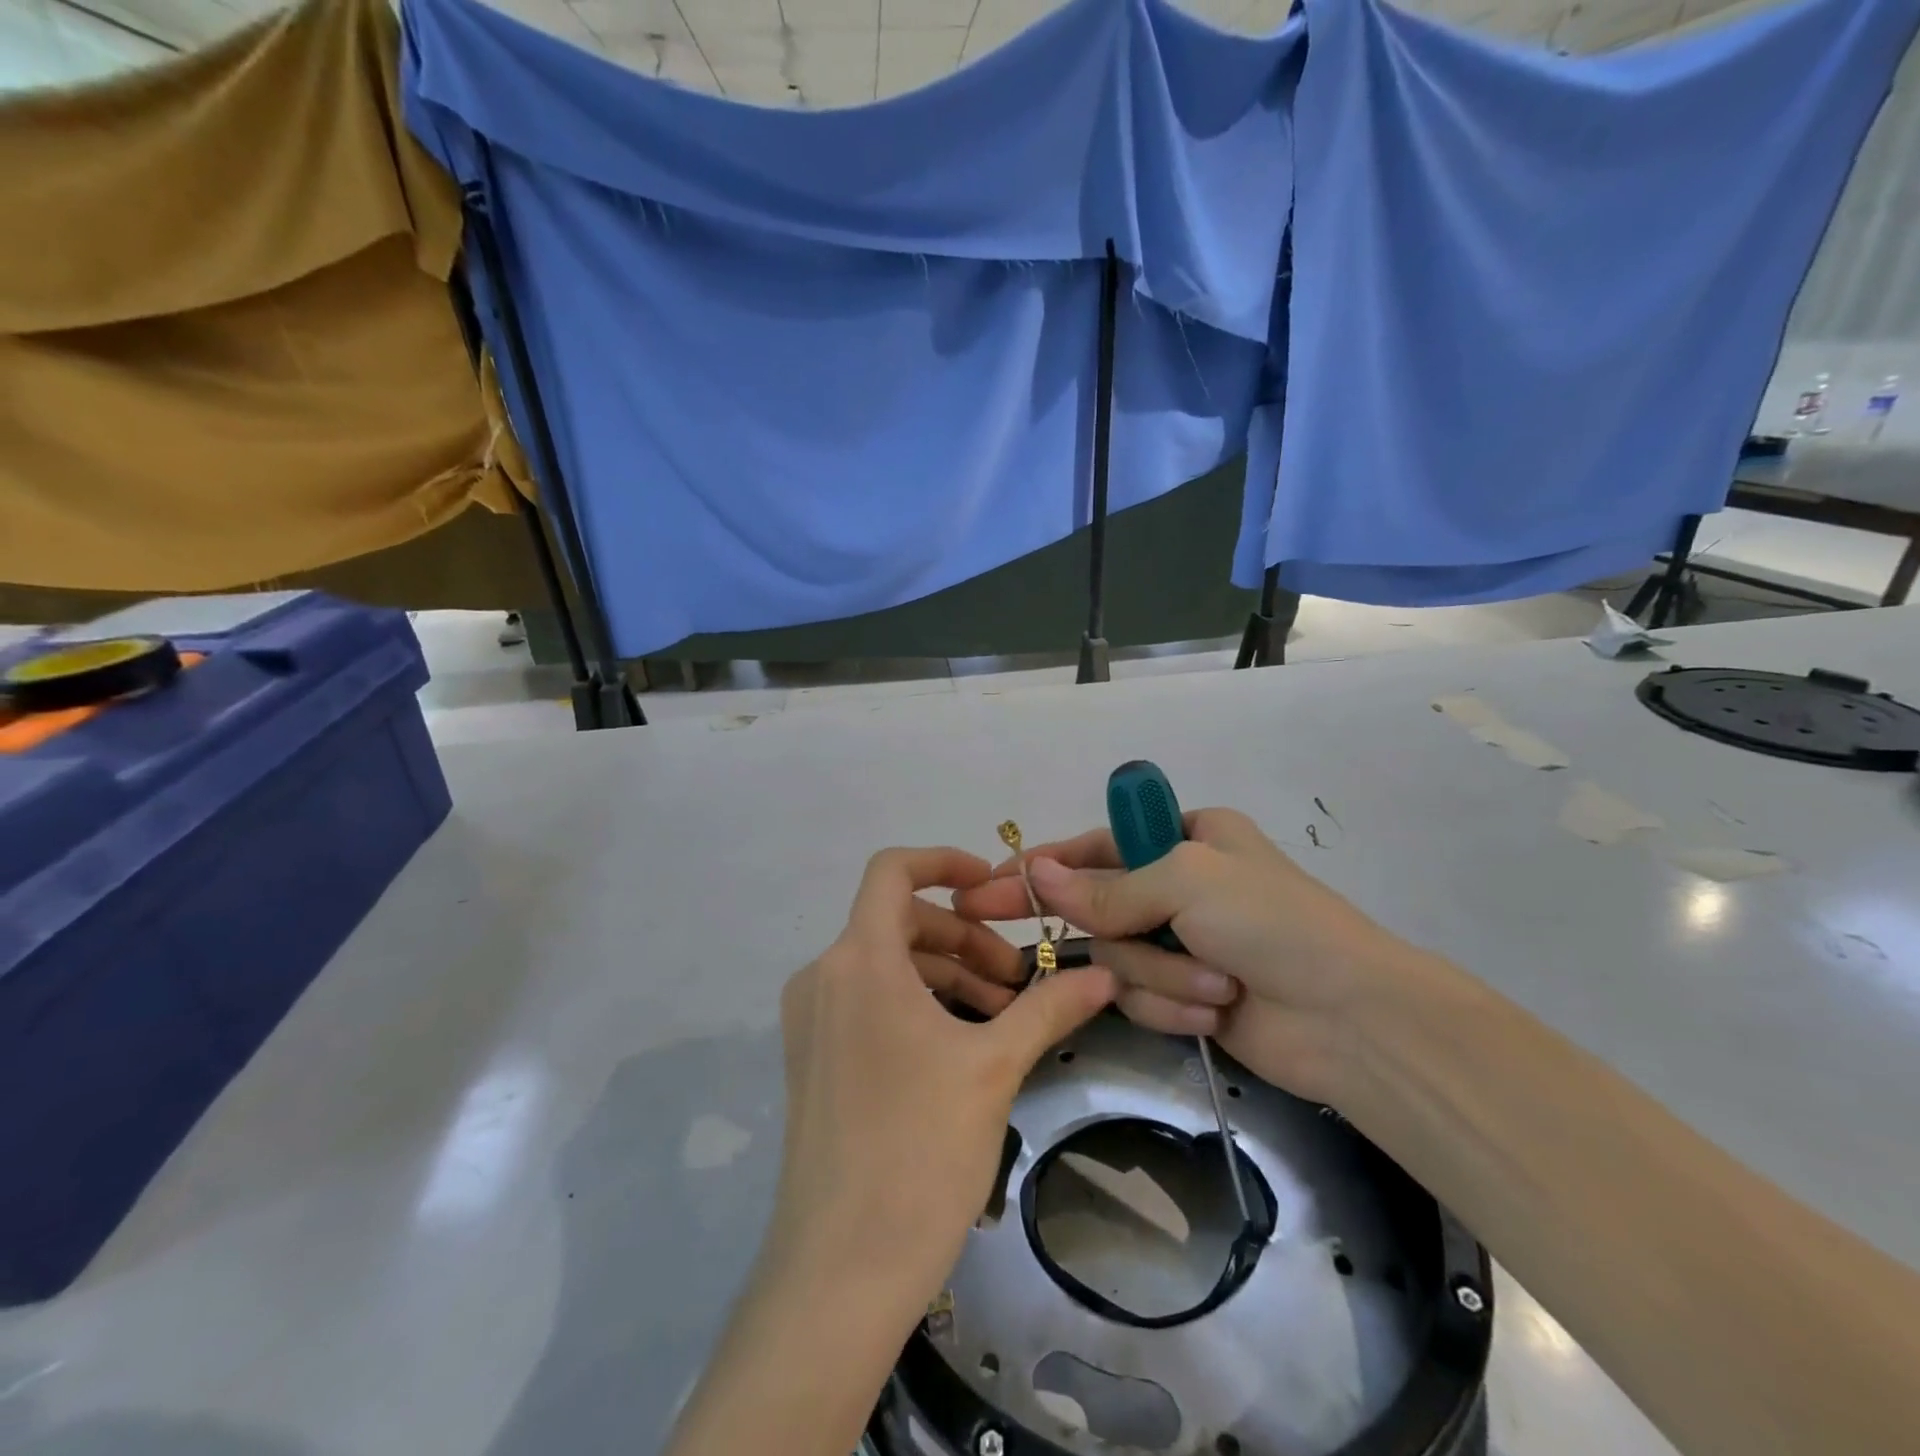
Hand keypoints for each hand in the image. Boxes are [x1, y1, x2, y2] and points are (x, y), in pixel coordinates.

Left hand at [767, 847, 1115, 1315]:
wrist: (840, 1272)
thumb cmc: (919, 1151)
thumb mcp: (994, 1068)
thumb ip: (1049, 1009)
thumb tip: (1105, 976)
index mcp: (858, 959)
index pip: (893, 871)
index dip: (944, 861)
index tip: (992, 885)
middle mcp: (824, 975)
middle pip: (899, 920)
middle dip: (963, 936)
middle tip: (1017, 979)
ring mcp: (811, 1018)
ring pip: (886, 963)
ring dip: (945, 972)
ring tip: (1001, 1015)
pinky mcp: (811, 1056)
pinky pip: (868, 1000)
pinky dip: (916, 1001)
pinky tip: (961, 1043)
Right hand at [953, 810, 1416, 1104]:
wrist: (1352, 1019)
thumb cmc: (1271, 923)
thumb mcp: (1185, 881)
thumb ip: (1106, 887)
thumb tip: (1036, 875)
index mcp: (1185, 837)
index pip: (1094, 846)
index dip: (1043, 865)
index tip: (990, 882)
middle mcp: (1178, 885)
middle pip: (1097, 905)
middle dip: (1090, 926)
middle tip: (995, 922)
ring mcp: (1181, 943)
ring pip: (1118, 958)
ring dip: (1159, 975)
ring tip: (1215, 986)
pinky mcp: (1185, 994)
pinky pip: (1141, 997)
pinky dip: (1173, 1004)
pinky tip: (1216, 1010)